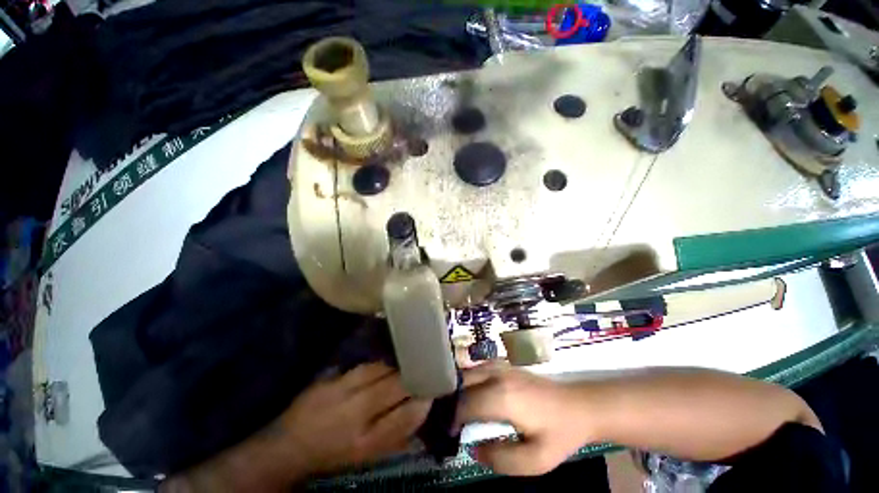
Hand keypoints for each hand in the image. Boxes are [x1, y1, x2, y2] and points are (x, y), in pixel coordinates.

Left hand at [276, 363, 431, 475]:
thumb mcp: (367, 455)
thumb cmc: (334, 454)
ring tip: (410, 357)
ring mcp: (343, 392)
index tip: (434, 389)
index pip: (407, 416)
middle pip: (396, 385)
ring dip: (398, 363)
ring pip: (381, 368)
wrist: (289, 446)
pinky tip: (387, 357)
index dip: (425, 400)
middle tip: (426, 366)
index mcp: (368, 442)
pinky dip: (380, 360)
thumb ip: (396, 437)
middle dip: (415, 374)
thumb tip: (422, 413)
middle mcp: (357, 414)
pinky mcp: (332, 378)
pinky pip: (364, 364)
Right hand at [456, 362, 592, 475]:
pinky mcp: (506, 365)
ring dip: (459, 389)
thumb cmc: (558, 434)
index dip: (452, 418)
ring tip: (457, 409)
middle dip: (451, 401)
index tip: (447, 433)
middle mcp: (497, 375)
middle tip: (448, 420)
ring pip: (469, 372)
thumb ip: (501, 459)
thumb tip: (473, 449)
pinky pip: (478, 369)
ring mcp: (501, 366)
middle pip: (462, 383)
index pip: (465, 404)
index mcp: (501, 397)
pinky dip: (469, 381)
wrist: (578, 405)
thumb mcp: (535, 461)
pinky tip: (472, 395)